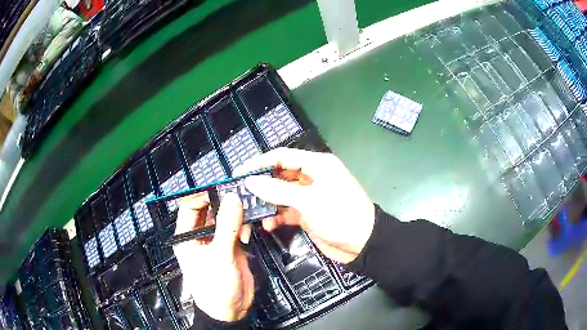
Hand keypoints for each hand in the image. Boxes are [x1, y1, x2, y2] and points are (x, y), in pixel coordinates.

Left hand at [173, 192, 253, 321]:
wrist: (231, 310)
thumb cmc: (215, 287)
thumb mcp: (220, 256)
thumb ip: (227, 226)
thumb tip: (232, 198)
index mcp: (186, 237)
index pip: (190, 207)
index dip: (203, 196)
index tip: (222, 189)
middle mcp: (199, 236)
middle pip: (209, 211)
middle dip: (223, 204)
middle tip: (240, 197)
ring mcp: (215, 241)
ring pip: (224, 219)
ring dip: (235, 217)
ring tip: (246, 217)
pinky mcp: (229, 247)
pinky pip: (235, 229)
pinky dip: (242, 228)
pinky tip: (247, 235)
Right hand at [235, 148, 374, 263]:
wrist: (363, 244)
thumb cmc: (340, 215)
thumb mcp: (309, 201)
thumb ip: (278, 190)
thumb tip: (250, 181)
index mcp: (316, 164)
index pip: (281, 156)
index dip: (258, 163)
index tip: (238, 173)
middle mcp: (311, 177)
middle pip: (279, 175)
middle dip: (260, 184)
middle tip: (240, 194)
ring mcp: (309, 196)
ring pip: (281, 194)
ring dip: (267, 202)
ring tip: (251, 211)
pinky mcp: (308, 213)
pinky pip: (287, 210)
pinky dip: (277, 216)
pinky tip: (268, 224)